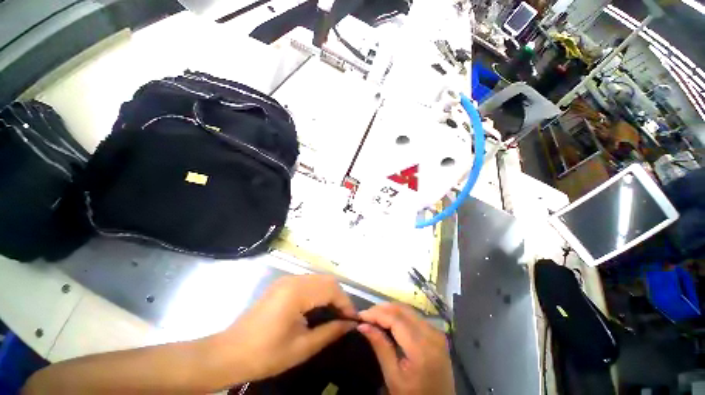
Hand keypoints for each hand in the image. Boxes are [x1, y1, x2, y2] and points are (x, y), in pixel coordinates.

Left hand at [220, 275, 356, 381]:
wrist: (229, 353)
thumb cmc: (265, 354)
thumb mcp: (302, 348)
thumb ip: (330, 332)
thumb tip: (350, 325)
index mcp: (297, 292)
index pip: (331, 289)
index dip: (345, 303)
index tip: (352, 320)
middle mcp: (293, 279)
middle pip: (326, 280)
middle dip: (339, 297)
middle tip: (343, 317)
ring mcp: (286, 279)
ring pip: (318, 279)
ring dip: (329, 293)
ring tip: (333, 313)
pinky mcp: (282, 284)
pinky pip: (308, 282)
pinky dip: (318, 292)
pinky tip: (317, 307)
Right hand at [358, 303, 454, 394]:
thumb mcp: (393, 377)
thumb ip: (380, 346)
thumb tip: (362, 325)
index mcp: (422, 347)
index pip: (395, 319)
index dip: (376, 313)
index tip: (360, 315)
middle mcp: (431, 333)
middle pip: (402, 310)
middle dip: (382, 309)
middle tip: (366, 316)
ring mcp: (436, 331)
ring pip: (408, 310)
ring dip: (390, 310)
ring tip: (374, 317)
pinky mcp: (436, 333)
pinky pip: (414, 316)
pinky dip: (399, 315)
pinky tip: (389, 321)